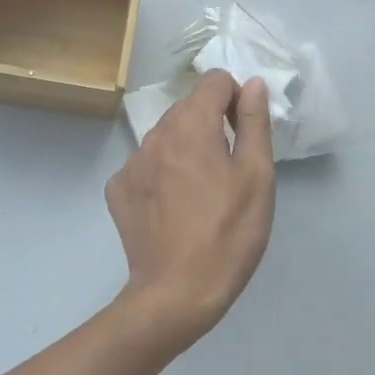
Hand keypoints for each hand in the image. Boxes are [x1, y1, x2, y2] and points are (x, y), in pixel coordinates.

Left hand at [105, 71, 275, 356]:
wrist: (176, 293)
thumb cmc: (228, 233)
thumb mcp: (256, 176)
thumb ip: (254, 122)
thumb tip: (253, 83)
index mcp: (191, 124)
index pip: (215, 81)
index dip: (237, 99)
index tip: (245, 133)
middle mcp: (155, 133)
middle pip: (189, 108)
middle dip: (212, 125)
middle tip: (229, 170)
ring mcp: (131, 162)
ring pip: (166, 138)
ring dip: (186, 150)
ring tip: (202, 194)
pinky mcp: (118, 190)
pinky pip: (146, 167)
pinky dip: (162, 176)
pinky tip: (173, 209)